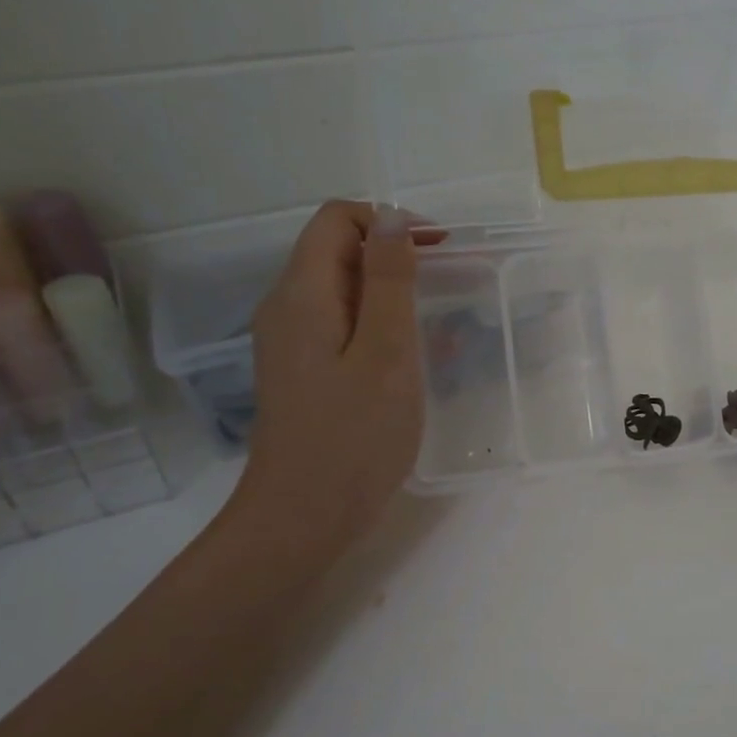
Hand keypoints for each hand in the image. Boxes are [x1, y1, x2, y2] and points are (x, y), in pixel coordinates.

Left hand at [225, 201, 439, 554]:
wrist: (303, 517)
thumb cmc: (354, 435)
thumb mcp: (385, 352)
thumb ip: (389, 281)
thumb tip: (391, 219)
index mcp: (302, 294)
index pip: (338, 219)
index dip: (390, 222)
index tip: (439, 250)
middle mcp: (287, 307)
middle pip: (338, 251)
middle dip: (396, 257)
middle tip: (448, 288)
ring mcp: (291, 342)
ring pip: (344, 290)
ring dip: (393, 294)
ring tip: (439, 328)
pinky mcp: (304, 371)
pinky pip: (344, 326)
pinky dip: (381, 327)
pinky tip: (413, 361)